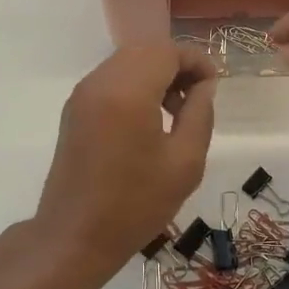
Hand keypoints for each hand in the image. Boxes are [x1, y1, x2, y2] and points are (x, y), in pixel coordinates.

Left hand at [34, 43, 217, 273]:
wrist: (74, 237)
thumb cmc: (135, 204)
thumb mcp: (185, 162)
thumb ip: (199, 114)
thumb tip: (203, 86)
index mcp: (128, 91)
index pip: (167, 51)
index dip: (196, 61)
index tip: (214, 86)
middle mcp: (100, 82)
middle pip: (145, 50)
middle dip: (176, 64)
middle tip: (198, 97)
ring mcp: (82, 95)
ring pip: (126, 62)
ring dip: (155, 74)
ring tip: (176, 111)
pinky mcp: (74, 110)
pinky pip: (110, 80)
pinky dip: (134, 85)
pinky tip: (148, 120)